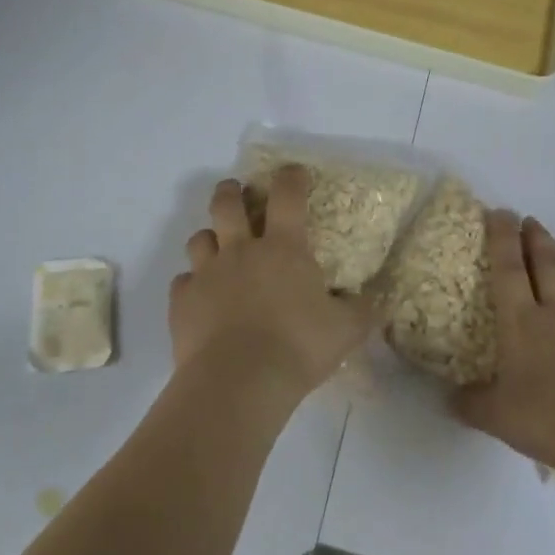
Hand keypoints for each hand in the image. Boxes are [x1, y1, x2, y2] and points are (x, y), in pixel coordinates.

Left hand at [170, 166, 375, 401]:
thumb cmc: (297, 348)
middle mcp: (241, 251)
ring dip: (209, 236)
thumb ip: (360, 310)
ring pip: (199, 238)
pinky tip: (200, 296)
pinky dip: (191, 283)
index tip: (293, 172)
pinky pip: (182, 281)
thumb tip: (372, 299)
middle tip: (236, 192)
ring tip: (217, 246)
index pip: (287, 196)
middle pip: (227, 204)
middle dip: (231, 191)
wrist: (238, 382)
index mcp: (283, 249)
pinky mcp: (182, 301)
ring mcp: (207, 274)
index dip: (290, 178)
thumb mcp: (345, 331)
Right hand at [452, 212, 554, 477]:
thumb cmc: (548, 417)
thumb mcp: (496, 416)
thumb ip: (470, 403)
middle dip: (536, 238)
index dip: (502, 237)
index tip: (499, 212)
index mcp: (521, 322)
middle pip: (546, 264)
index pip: (508, 268)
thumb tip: (449, 398)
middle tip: (529, 220)